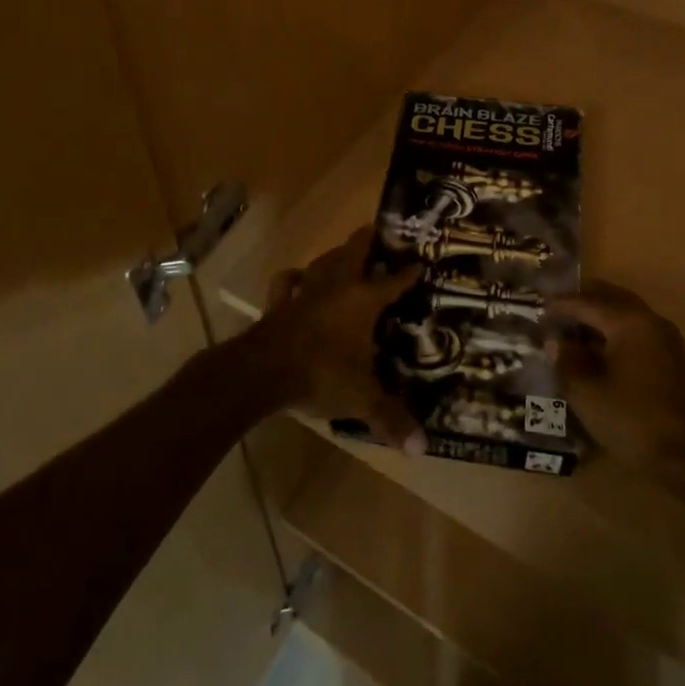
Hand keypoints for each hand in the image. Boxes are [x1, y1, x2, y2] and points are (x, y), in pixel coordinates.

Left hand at [239, 229, 424, 452]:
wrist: (262, 372)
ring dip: (334, 256)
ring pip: (321, 261)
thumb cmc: (320, 375)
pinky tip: (297, 278)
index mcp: (362, 300)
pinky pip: (285, 282)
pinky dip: (293, 279)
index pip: (392, 280)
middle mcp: (335, 286)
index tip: (421, 262)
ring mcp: (303, 291)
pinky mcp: (277, 303)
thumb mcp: (361, 399)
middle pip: (354, 251)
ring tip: (344, 256)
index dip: (408, 272)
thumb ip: (391, 419)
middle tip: (382, 237)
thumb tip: (422, 448)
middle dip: (369, 242)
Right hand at [550, 280, 684, 479]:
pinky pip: (635, 329)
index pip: (587, 302)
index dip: (560, 304)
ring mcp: (664, 340)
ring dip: (598, 314)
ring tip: (570, 324)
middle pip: (611, 298)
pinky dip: (613, 329)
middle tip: (554, 305)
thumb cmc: (632, 419)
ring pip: (625, 312)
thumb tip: (555, 342)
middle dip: (582, 299)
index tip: (536, 307)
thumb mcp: (587, 392)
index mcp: (629, 322)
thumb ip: (567, 361)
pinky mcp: (670, 359)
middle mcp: (649, 321)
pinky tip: (594, 346)